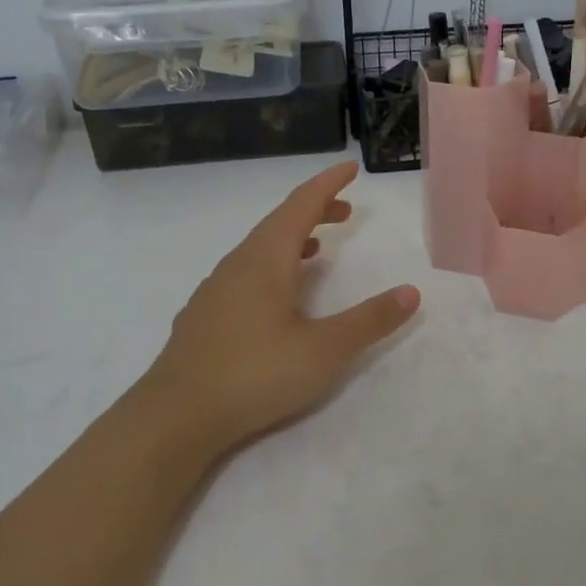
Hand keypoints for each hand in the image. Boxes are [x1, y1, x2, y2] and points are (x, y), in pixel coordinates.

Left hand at [135, 161, 420, 458]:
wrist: (174, 418)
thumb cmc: (254, 375)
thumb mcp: (324, 350)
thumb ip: (369, 321)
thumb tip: (411, 292)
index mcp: (265, 260)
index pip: (300, 205)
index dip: (328, 184)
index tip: (350, 168)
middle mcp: (237, 264)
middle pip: (278, 222)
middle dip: (314, 210)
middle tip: (345, 212)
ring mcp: (215, 290)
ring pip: (258, 249)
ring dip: (291, 239)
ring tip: (316, 247)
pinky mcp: (204, 317)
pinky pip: (244, 273)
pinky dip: (270, 266)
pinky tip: (276, 295)